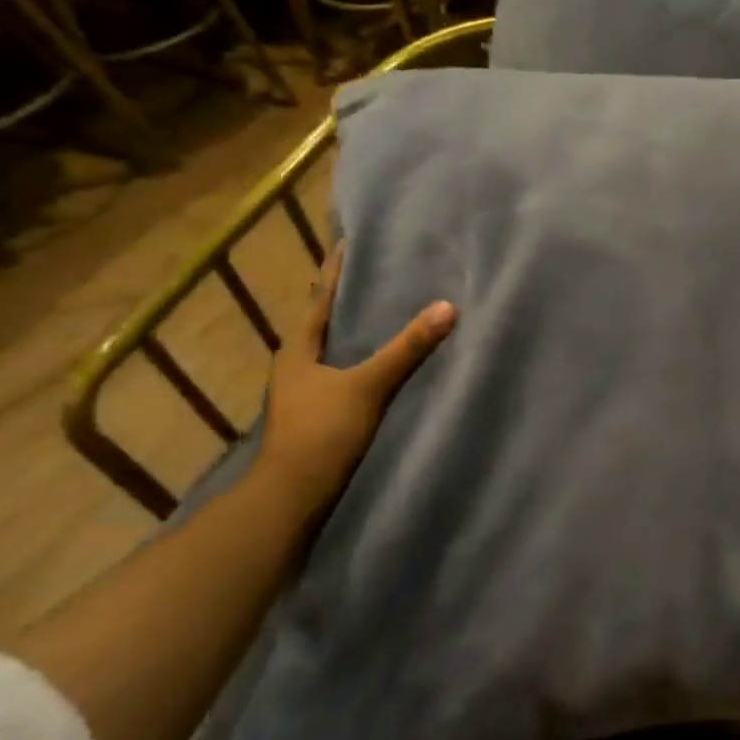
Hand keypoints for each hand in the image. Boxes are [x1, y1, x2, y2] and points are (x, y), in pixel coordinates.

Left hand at [255, 246, 455, 519]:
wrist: (292, 498)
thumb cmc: (321, 433)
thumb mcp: (368, 386)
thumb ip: (407, 349)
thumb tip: (448, 307)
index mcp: (298, 349)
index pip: (318, 297)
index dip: (334, 270)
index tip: (349, 242)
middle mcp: (297, 365)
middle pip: (324, 320)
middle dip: (347, 297)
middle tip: (380, 271)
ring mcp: (306, 392)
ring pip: (333, 349)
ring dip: (355, 329)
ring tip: (387, 309)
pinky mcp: (320, 414)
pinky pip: (343, 372)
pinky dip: (362, 358)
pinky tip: (384, 361)